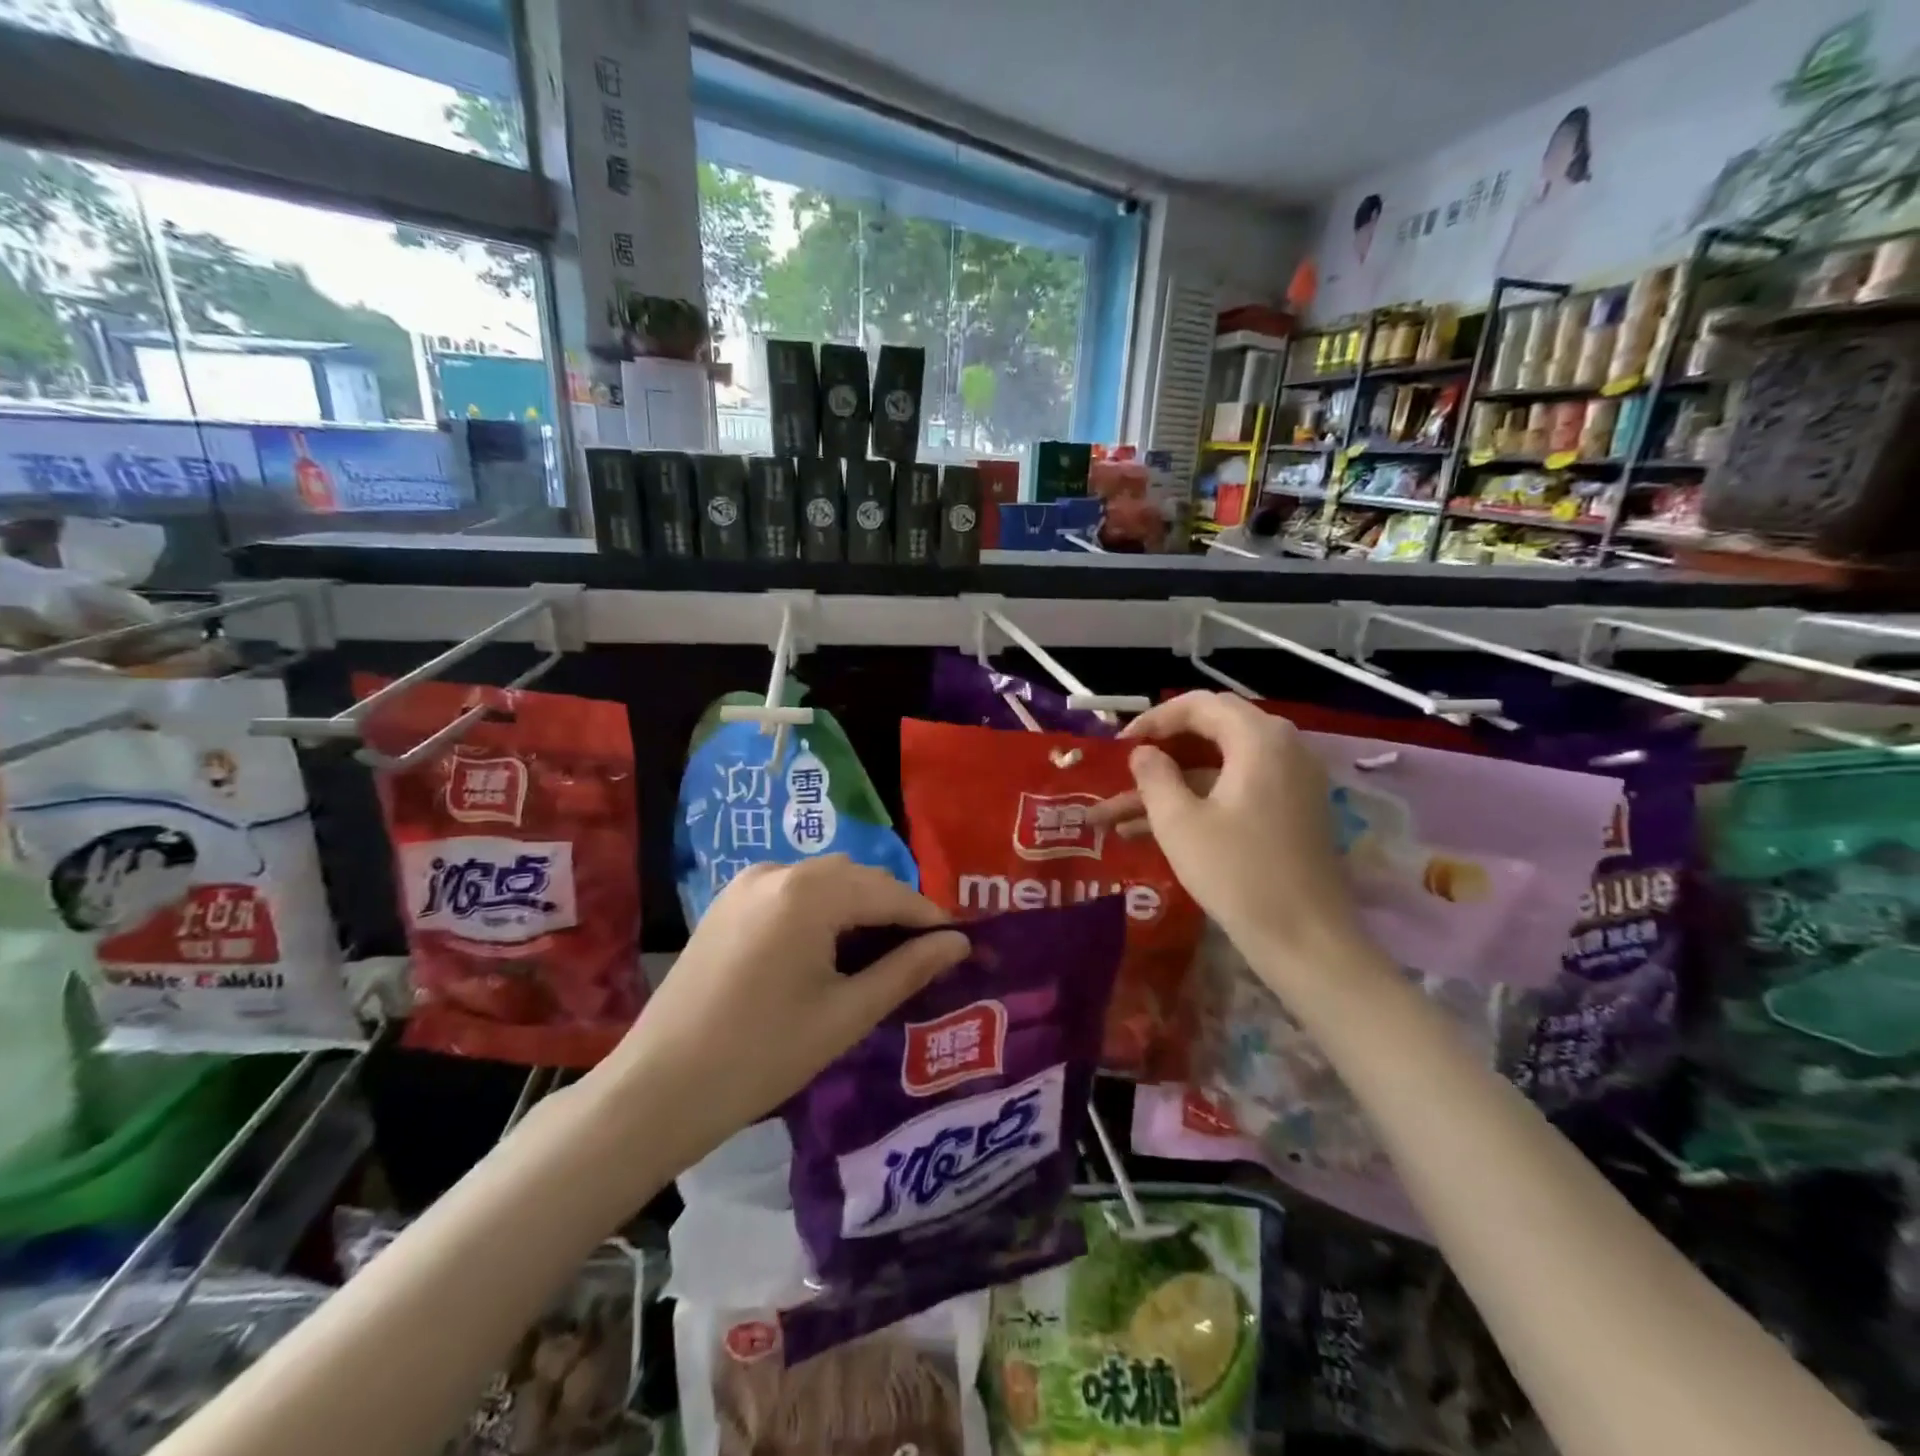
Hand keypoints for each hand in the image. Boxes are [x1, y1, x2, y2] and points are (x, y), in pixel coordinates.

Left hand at [608, 856, 968, 1164]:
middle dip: (894, 908)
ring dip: (858, 906)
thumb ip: (907, 970)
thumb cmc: (761, 1056)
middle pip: (856, 877)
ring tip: (881, 952)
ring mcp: (746, 884)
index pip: (888, 892)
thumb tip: (958, 943)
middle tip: (922, 953)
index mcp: (808, 893)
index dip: (928, 916)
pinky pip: (792, 891)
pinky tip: (830, 947)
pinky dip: (822, 908)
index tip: (958, 943)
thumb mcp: (845, 1014)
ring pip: (824, 880)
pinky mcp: (727, 903)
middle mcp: (777, 871)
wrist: (658, 1089)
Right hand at [1090, 691, 1364, 970]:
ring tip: (1114, 814)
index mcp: (1260, 739)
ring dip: (1169, 787)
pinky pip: (1235, 791)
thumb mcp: (1179, 822)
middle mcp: (1283, 748)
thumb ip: (1154, 776)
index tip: (1118, 745)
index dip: (1153, 721)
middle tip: (1121, 769)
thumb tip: (1143, 753)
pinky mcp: (1291, 812)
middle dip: (1159, 753)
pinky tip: (1147, 831)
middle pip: (1210, 733)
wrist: (1306, 940)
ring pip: (1217, 769)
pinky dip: (1196, 803)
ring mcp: (1291, 782)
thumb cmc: (1238, 873)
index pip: (1199, 706)